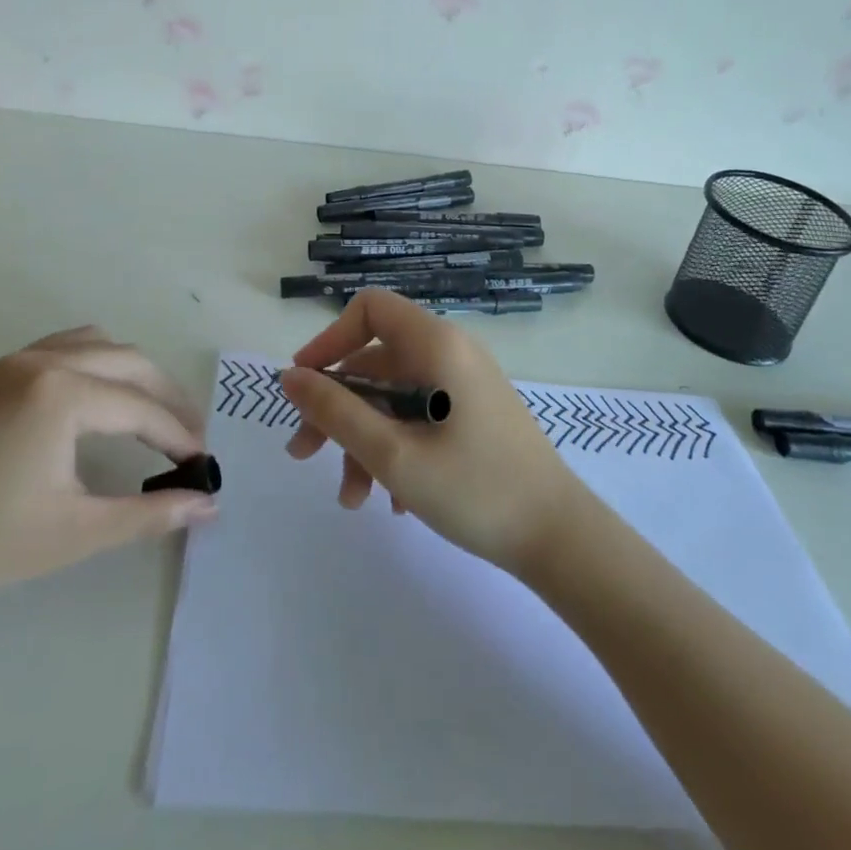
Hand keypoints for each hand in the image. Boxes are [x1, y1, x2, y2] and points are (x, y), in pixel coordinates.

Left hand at [0, 327, 214, 622]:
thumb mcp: (75, 532)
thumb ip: (149, 514)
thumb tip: (208, 506)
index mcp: (61, 394)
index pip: (140, 409)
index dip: (178, 435)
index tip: (202, 462)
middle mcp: (39, 361)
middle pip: (127, 361)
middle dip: (164, 395)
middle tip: (187, 433)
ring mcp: (5, 363)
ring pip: (90, 343)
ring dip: (127, 372)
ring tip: (144, 412)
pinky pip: (52, 351)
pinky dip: (87, 366)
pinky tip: (85, 406)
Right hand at [280, 290, 591, 574]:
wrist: (561, 540)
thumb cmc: (475, 489)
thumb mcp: (392, 454)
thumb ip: (335, 412)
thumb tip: (289, 377)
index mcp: (436, 344)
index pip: (369, 309)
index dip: (329, 340)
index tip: (305, 386)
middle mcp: (451, 352)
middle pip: (375, 361)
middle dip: (336, 407)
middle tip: (304, 455)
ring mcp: (464, 384)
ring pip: (394, 397)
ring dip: (364, 440)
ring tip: (353, 500)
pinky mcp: (473, 414)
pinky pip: (419, 415)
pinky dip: (396, 448)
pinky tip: (394, 501)